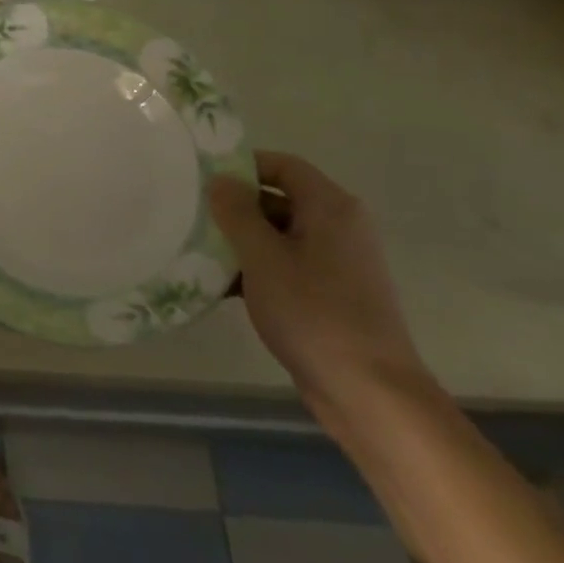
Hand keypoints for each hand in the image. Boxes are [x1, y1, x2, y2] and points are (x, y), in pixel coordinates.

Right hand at [209, 152, 430, 426]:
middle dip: (235, 207)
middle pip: (278, 199)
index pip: (281, 165)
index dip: (242, 166)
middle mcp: (339, 228)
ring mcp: (338, 264)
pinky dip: (257, 269)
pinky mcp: (331, 296)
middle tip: (191, 214)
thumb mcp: (262, 256)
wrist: (372, 396)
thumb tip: (220, 180)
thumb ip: (236, 211)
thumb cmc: (314, 313)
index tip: (201, 179)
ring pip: (278, 235)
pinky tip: (220, 285)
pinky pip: (287, 266)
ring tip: (197, 249)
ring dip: (241, 241)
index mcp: (330, 208)